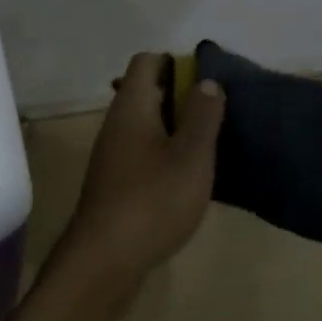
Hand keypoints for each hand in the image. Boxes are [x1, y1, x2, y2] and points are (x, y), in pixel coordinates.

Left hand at [49, 52, 224, 306]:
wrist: (105, 259)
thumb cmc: (153, 200)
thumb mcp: (190, 156)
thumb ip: (201, 115)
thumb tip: (207, 81)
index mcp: (131, 105)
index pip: (146, 61)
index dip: (176, 62)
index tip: (207, 82)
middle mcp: (117, 121)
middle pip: (146, 90)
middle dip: (181, 95)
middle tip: (216, 114)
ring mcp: (113, 152)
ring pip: (146, 122)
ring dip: (175, 126)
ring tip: (209, 145)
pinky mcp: (115, 180)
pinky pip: (143, 150)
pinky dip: (165, 152)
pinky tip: (188, 176)